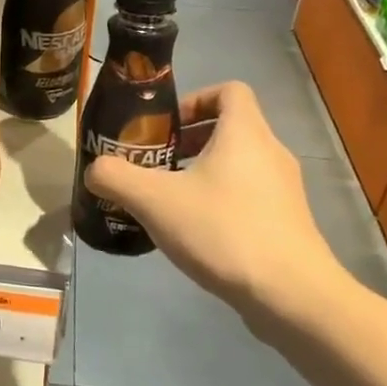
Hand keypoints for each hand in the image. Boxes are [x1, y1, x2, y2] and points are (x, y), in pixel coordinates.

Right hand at [85, 81, 340, 322]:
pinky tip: (197, 234)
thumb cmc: (223, 230)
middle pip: (231, 128)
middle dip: (190, 141)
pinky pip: (250, 196)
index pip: (229, 90)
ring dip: (204, 173)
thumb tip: (95, 170)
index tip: (166, 127)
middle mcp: (271, 152)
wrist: (291, 295)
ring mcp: (285, 190)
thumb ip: (116, 178)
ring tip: (171, 201)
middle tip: (158, 166)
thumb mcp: (154, 200)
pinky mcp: (288, 223)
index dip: (195, 99)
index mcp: (245, 132)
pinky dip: (222, 201)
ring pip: (240, 164)